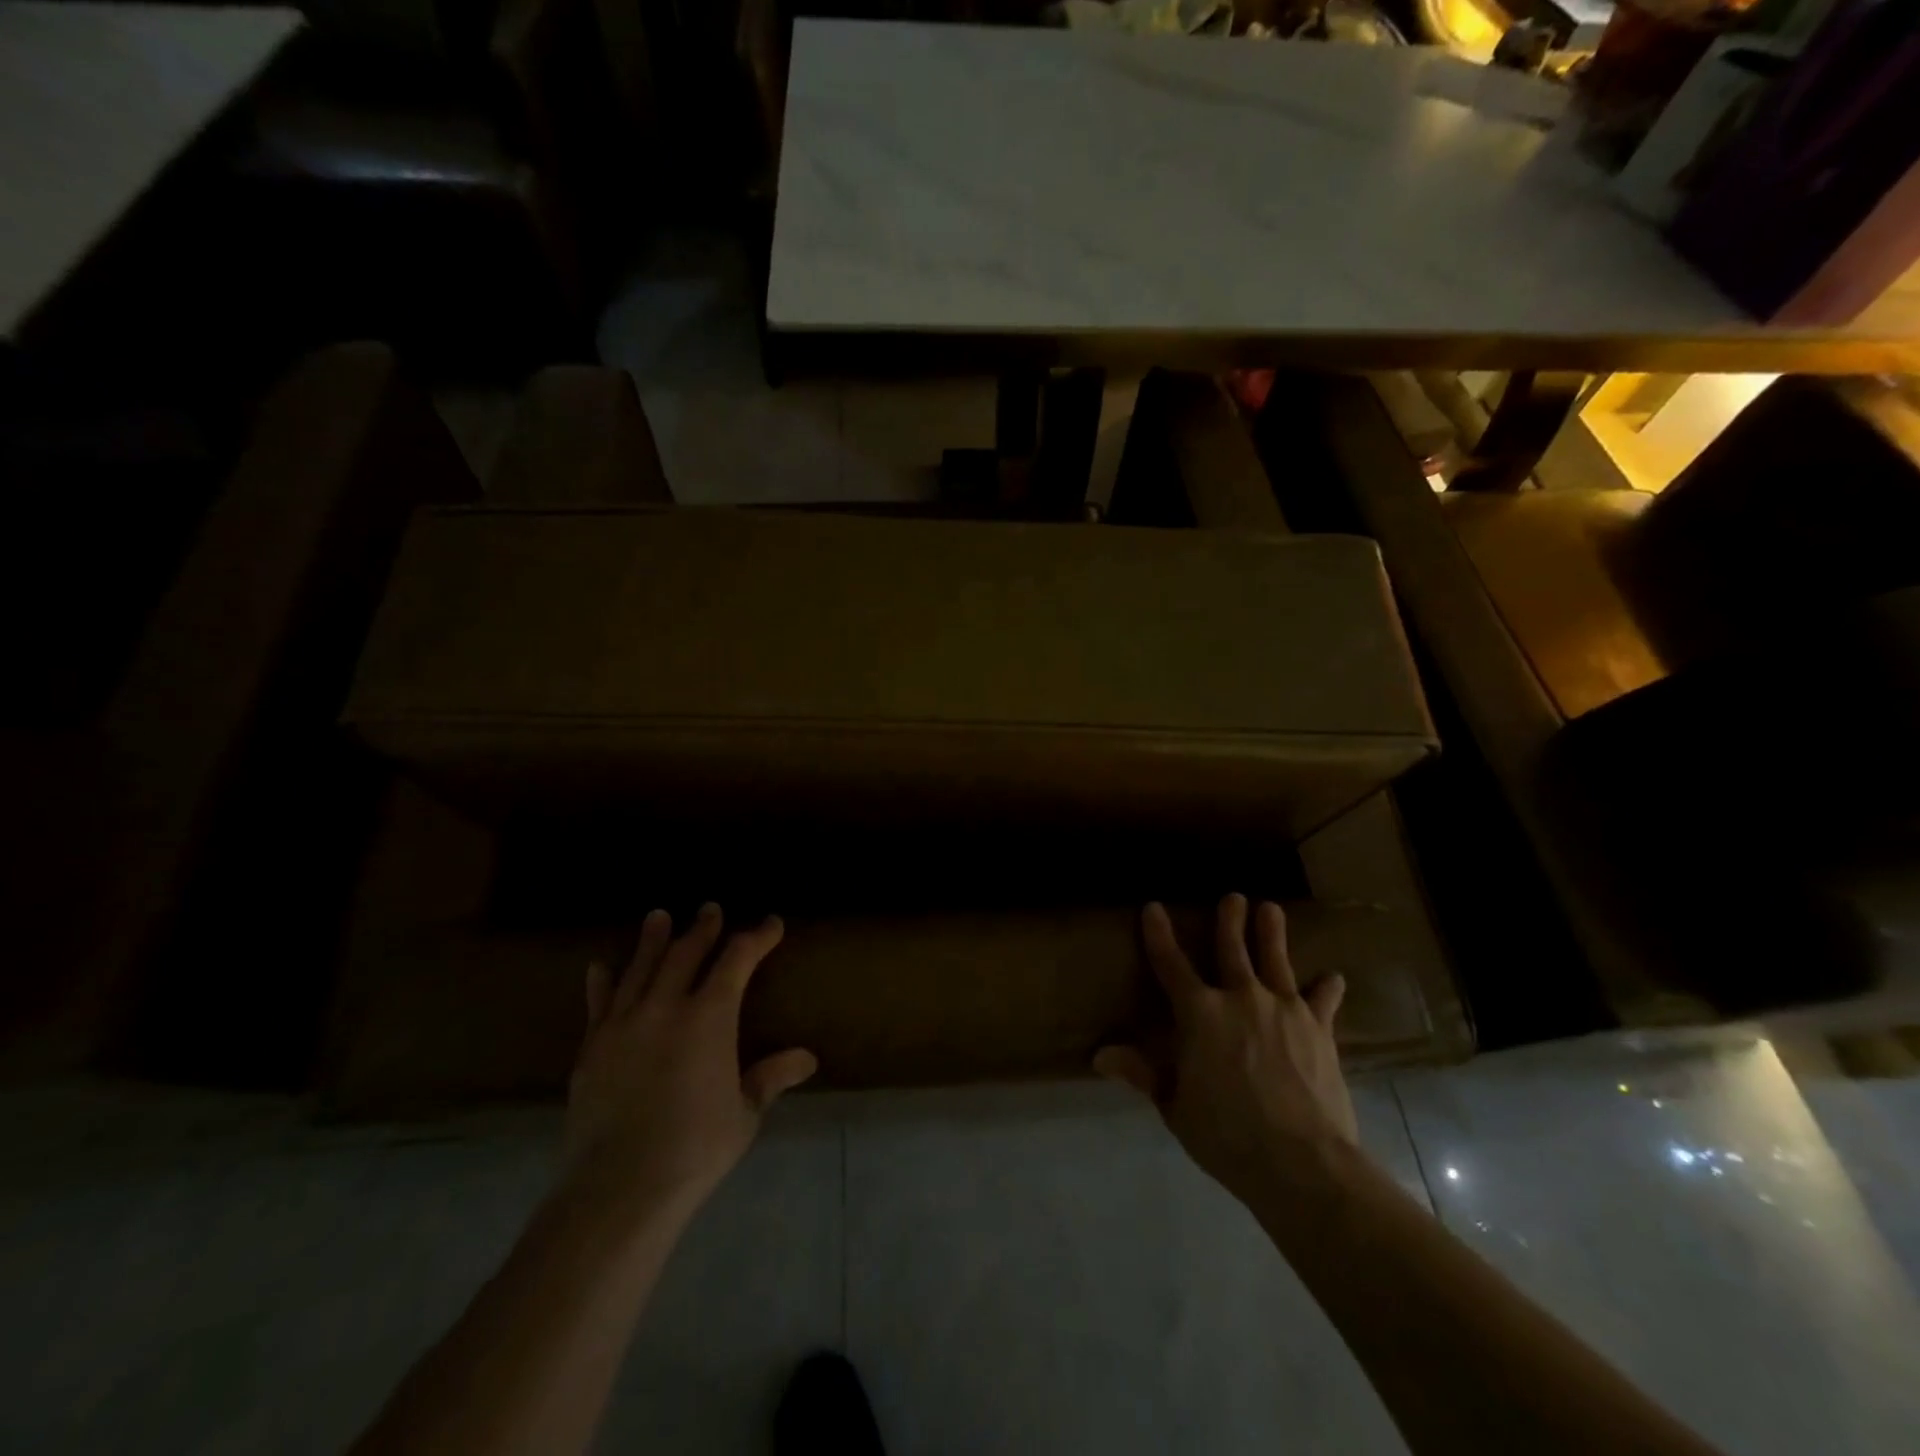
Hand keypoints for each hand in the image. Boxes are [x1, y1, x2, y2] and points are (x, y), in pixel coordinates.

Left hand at [561, 904, 816, 1223]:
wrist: (618, 1187)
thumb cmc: (694, 1148)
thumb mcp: (744, 1113)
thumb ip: (771, 1077)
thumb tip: (807, 1058)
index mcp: (709, 1017)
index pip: (737, 960)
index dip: (757, 938)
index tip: (771, 924)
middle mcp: (665, 1007)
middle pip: (686, 953)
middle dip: (703, 929)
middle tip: (710, 909)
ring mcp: (623, 1024)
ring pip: (640, 968)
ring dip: (653, 940)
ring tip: (658, 916)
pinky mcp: (592, 1048)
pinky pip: (599, 1004)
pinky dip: (602, 982)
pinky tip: (600, 967)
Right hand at [1095, 895, 1357, 1208]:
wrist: (1302, 1162)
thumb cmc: (1227, 1136)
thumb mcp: (1175, 1106)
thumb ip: (1143, 1073)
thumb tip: (1100, 1055)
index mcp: (1199, 1014)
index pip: (1170, 964)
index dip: (1159, 935)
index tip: (1154, 908)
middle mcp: (1240, 998)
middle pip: (1232, 949)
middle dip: (1229, 920)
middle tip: (1233, 897)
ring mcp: (1284, 1009)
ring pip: (1276, 960)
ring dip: (1272, 933)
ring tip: (1271, 909)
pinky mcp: (1319, 1029)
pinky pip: (1322, 1000)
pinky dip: (1326, 988)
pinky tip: (1333, 977)